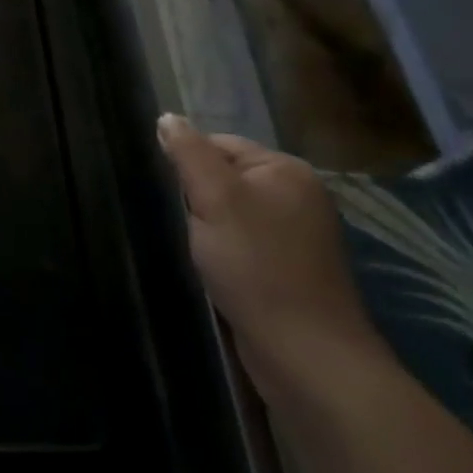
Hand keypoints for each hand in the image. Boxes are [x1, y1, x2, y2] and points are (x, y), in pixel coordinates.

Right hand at [156, 114, 385, 399]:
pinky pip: (243, 243)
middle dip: (197, 197)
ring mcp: (298, 236)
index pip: (219, 144)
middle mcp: (298, 196)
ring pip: (231, 213)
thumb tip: (167, 118)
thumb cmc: (256, 266)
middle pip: (225, 178)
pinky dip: (223, 251)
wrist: (305, 354)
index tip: (172, 194)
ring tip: (194, 247)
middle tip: (182, 223)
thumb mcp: (214, 199)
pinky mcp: (290, 270)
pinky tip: (213, 268)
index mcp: (286, 171)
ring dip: (207, 227)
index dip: (188, 164)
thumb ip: (189, 153)